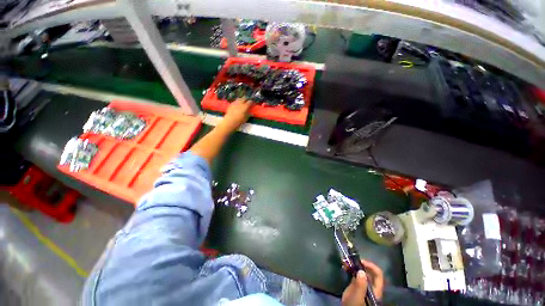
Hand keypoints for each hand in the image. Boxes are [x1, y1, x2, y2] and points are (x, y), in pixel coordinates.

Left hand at [218, 98, 251, 132]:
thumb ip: (248, 114)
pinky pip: (235, 101)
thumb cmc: (239, 121)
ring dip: (241, 100)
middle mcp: (240, 103)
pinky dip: (237, 102)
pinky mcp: (230, 104)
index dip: (251, 102)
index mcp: (245, 106)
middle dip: (246, 99)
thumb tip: (251, 112)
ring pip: (239, 99)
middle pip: (244, 98)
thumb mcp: (246, 118)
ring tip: (242, 103)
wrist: (230, 122)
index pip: (250, 102)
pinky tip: (237, 105)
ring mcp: (235, 103)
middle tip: (247, 102)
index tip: (252, 103)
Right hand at [341, 260, 383, 305]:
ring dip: (353, 264)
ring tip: (345, 261)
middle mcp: (370, 285)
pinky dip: (349, 268)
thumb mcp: (357, 297)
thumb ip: (360, 286)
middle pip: (368, 271)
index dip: (371, 266)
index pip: (378, 274)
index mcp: (375, 289)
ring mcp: (362, 285)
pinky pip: (354, 273)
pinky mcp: (355, 285)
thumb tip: (361, 271)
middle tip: (350, 259)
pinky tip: (343, 266)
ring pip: (360, 271)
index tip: (360, 261)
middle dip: (359, 263)